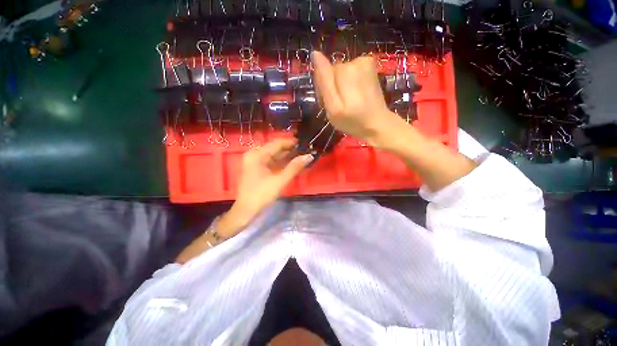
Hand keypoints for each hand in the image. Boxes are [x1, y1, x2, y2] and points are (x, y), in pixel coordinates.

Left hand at [227, 139, 312, 231]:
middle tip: (306, 151)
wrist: (246, 211)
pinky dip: (282, 163)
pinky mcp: (258, 169)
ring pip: (275, 155)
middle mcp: (255, 155)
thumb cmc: (261, 195)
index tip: (306, 143)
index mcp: (257, 154)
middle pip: (276, 148)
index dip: (292, 143)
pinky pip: (272, 162)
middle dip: (291, 150)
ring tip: (303, 156)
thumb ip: (294, 167)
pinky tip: (293, 163)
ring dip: (288, 156)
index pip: (277, 143)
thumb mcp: (279, 181)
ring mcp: (256, 162)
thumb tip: (309, 155)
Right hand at [312, 51, 400, 145]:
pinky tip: (354, 95)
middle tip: (337, 105)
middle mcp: (355, 61)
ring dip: (340, 85)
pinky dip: (350, 82)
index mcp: (344, 71)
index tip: (326, 102)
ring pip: (341, 71)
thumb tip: (315, 53)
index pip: (321, 72)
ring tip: (347, 102)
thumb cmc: (352, 121)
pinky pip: (351, 71)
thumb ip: (324, 81)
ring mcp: (365, 62)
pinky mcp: (370, 66)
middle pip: (332, 71)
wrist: (377, 124)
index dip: (321, 88)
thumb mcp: (333, 106)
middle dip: (331, 87)